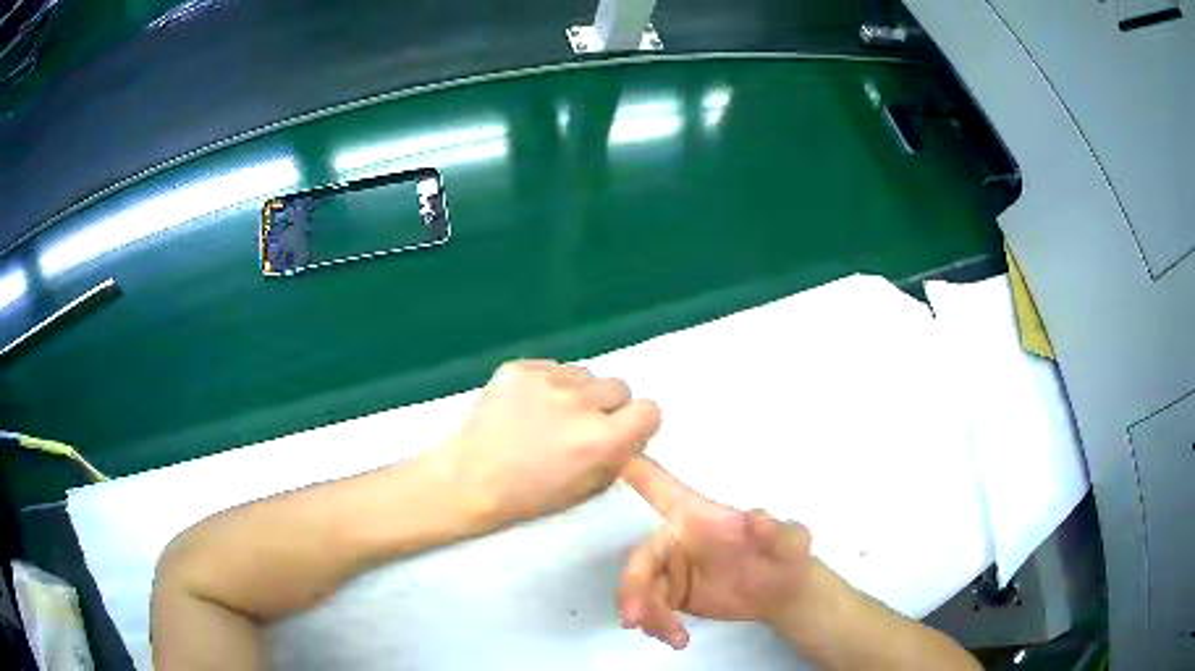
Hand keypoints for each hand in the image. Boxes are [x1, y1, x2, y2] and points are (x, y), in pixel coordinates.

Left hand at [442, 360, 661, 527]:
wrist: (468, 480)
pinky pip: (551, 367)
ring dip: (578, 393)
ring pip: (585, 374)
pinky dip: (547, 384)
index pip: (649, 410)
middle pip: (618, 387)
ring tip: (549, 416)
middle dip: (608, 407)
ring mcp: (546, 380)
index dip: (638, 423)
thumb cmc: (527, 497)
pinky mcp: (518, 369)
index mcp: (600, 439)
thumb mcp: (586, 490)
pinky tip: (526, 407)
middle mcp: (579, 403)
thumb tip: (631, 435)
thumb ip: (618, 458)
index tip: (622, 432)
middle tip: (582, 426)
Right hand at [618, 457, 813, 649]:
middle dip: (633, 587)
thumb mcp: (789, 541)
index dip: (628, 472)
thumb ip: (775, 530)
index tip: (596, 461)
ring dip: (645, 612)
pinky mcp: (669, 596)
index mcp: (694, 515)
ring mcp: (668, 570)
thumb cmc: (784, 554)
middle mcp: (674, 539)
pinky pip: (649, 610)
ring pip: (639, 588)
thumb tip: (755, 517)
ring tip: (671, 634)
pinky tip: (677, 638)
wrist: (781, 594)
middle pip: (640, 557)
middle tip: (636, 618)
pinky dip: (657, 625)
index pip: (658, 487)